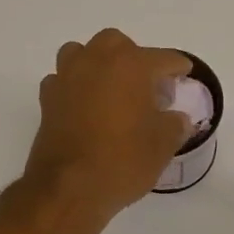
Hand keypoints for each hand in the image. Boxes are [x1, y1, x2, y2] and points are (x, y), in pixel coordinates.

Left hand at [23, 30, 192, 218]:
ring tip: (111, 88)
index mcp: (131, 65)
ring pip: (82, 53)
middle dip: (134, 58)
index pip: (163, 58)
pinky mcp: (47, 98)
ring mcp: (67, 77)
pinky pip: (63, 79)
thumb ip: (174, 124)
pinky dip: (75, 86)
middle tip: (146, 84)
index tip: (185, 74)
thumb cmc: (122, 160)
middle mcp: (97, 61)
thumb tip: (177, 119)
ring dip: (98, 64)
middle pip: (118, 44)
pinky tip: (84, 105)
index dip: (178, 67)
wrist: (68, 189)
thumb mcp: (163, 145)